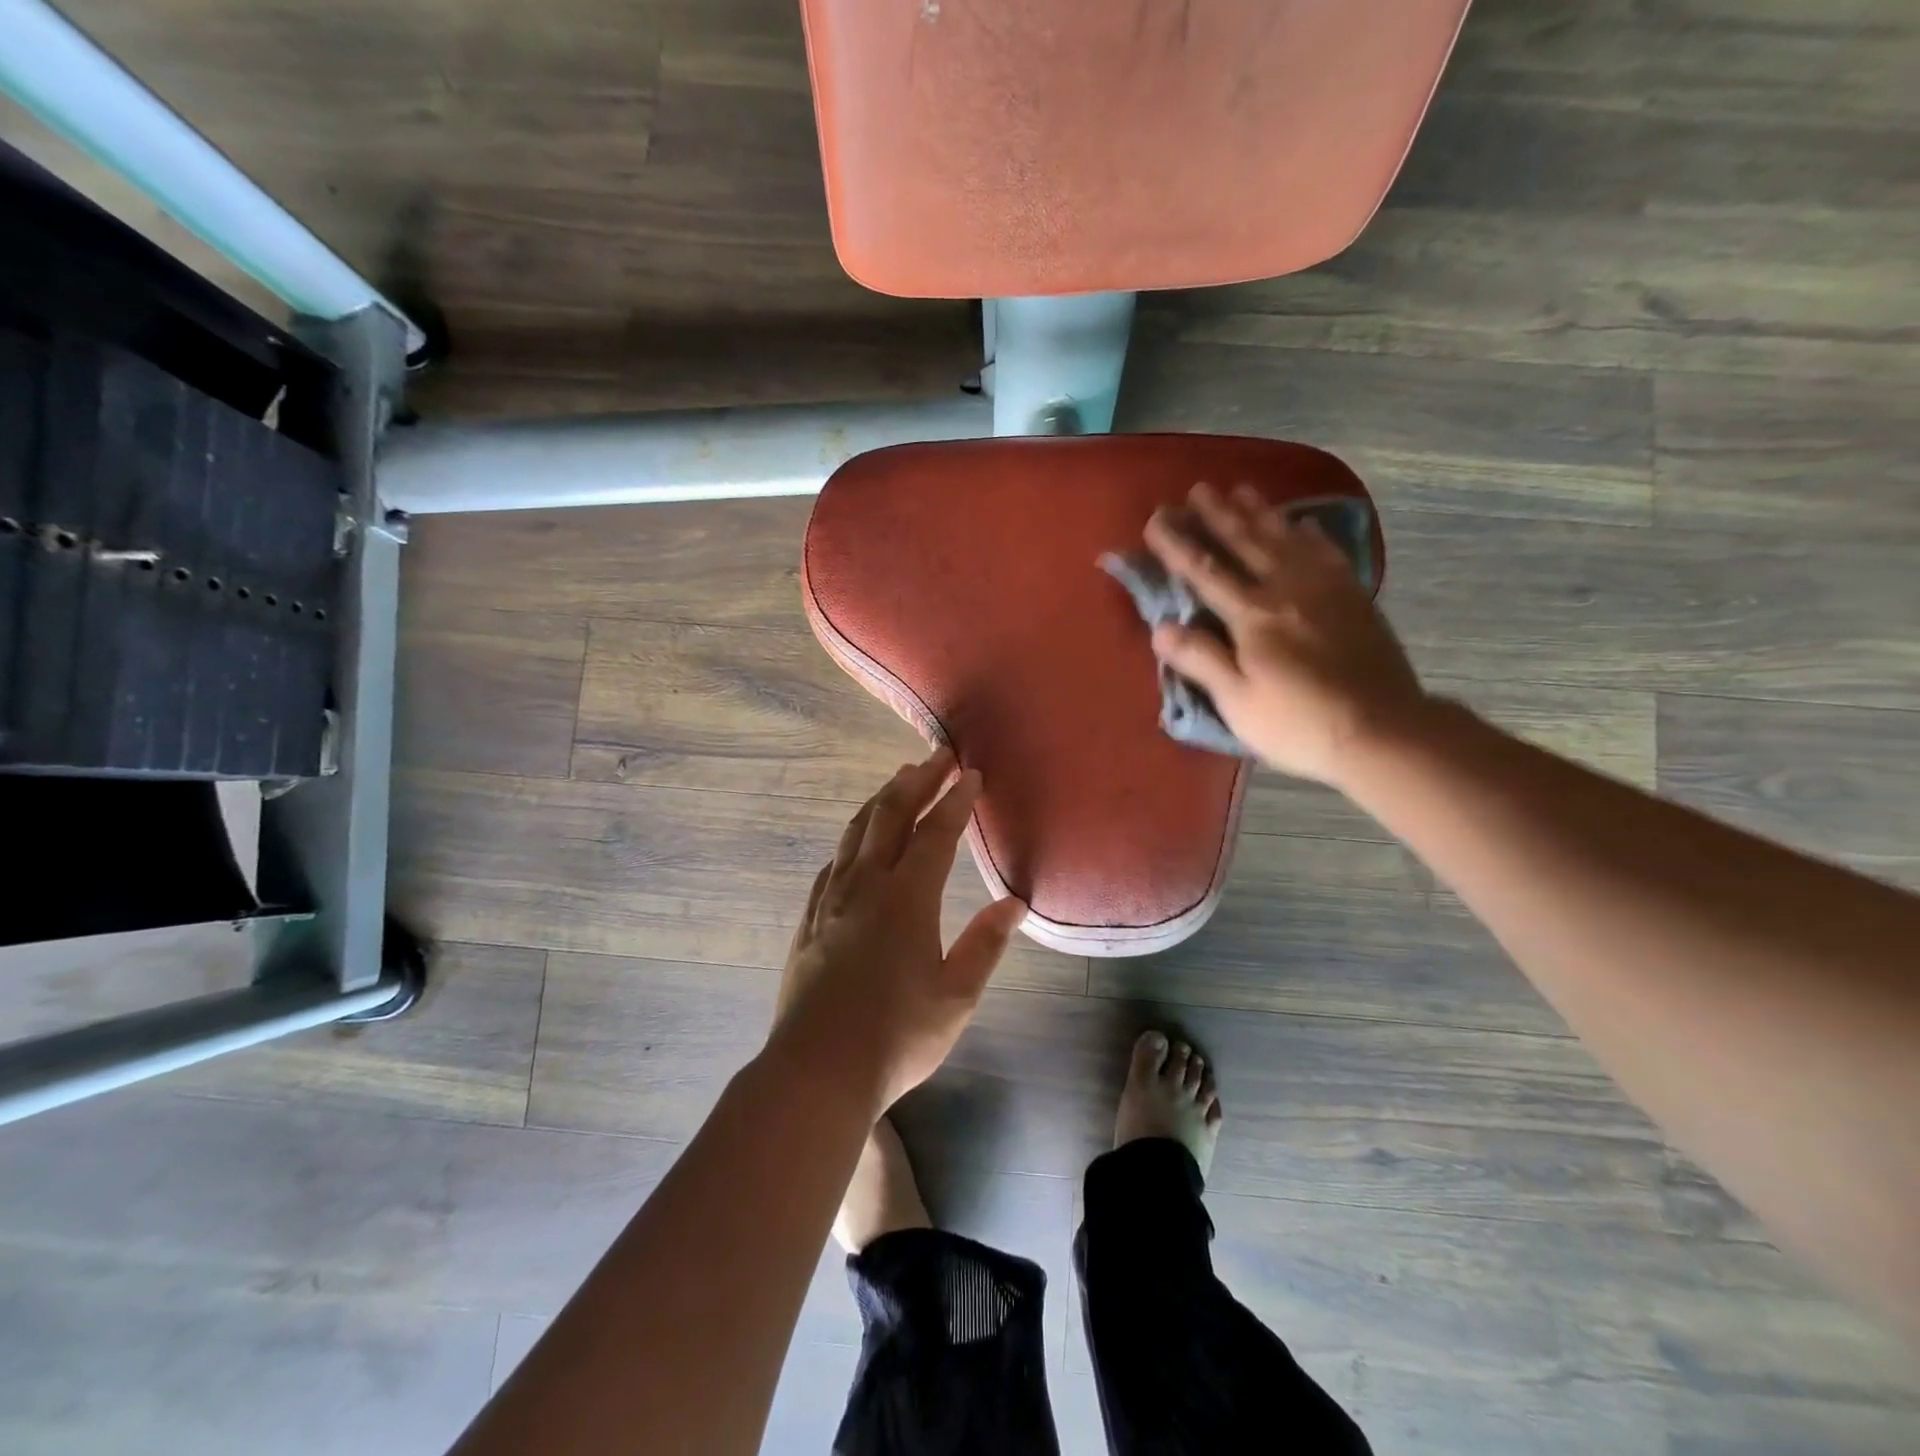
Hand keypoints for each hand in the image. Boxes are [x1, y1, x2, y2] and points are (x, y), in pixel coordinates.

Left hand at [770, 750, 1026, 1112]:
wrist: (817, 1071)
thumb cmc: (897, 1037)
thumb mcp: (956, 996)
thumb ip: (985, 944)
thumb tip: (1013, 903)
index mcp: (907, 899)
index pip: (936, 833)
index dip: (955, 800)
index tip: (971, 773)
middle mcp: (866, 886)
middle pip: (891, 816)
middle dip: (917, 781)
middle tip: (938, 756)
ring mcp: (832, 901)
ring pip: (856, 832)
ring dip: (881, 800)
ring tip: (900, 781)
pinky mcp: (810, 921)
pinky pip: (832, 864)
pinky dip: (850, 840)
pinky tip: (854, 843)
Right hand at [1143, 481, 1431, 786]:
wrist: (1382, 731)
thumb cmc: (1298, 723)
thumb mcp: (1238, 701)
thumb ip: (1200, 660)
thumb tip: (1160, 627)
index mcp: (1252, 616)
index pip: (1205, 572)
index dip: (1177, 545)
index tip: (1156, 520)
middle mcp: (1287, 589)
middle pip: (1246, 543)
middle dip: (1218, 515)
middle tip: (1198, 489)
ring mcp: (1325, 590)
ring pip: (1286, 539)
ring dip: (1260, 513)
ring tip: (1242, 489)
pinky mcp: (1354, 598)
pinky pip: (1328, 553)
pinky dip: (1311, 535)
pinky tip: (1304, 525)